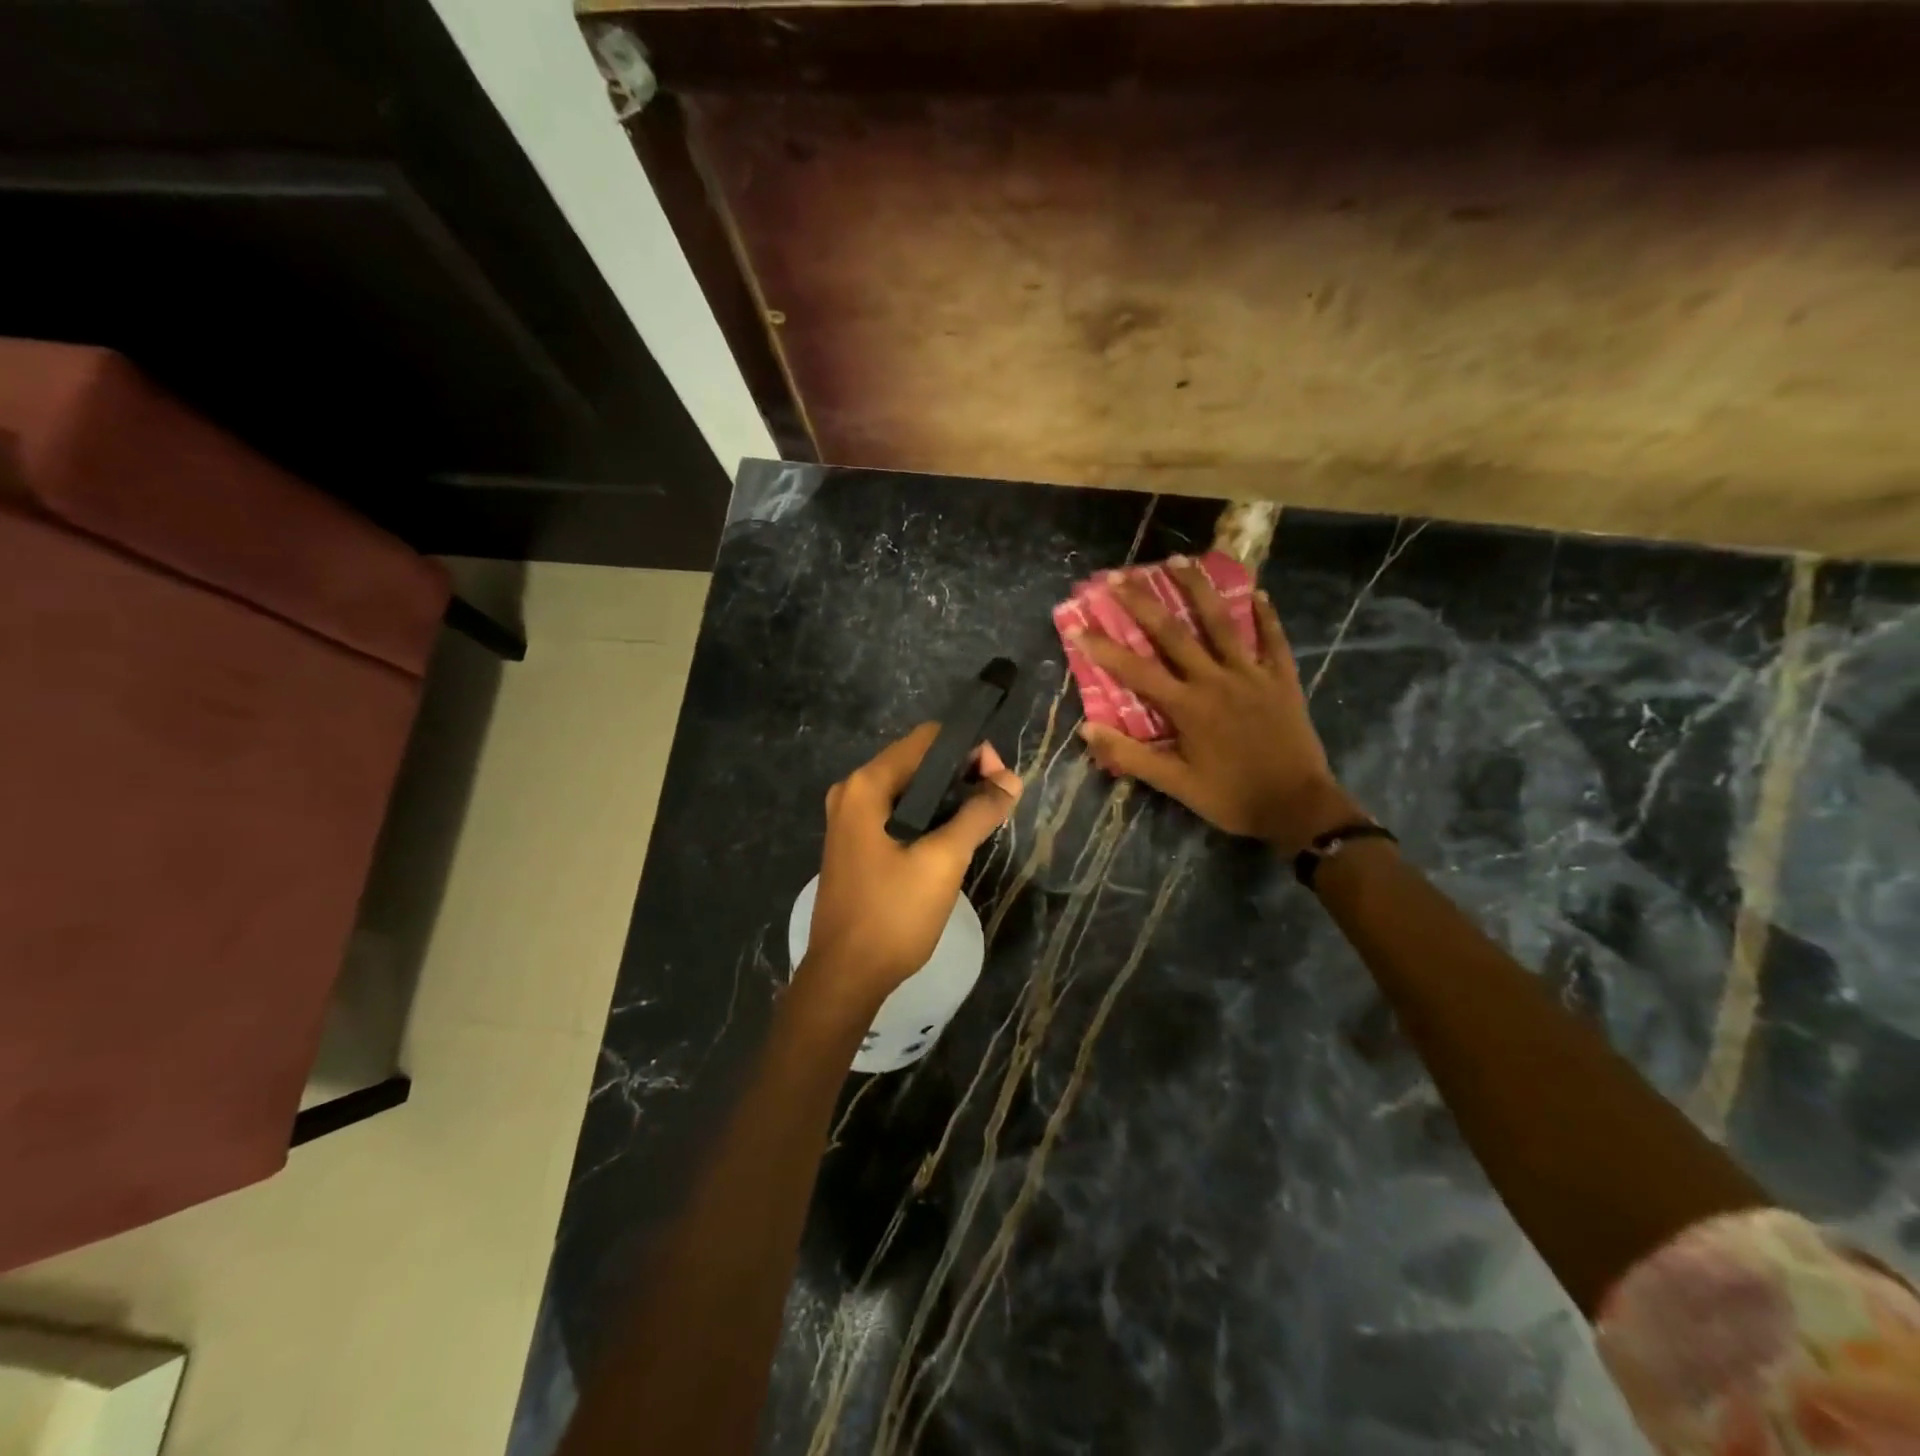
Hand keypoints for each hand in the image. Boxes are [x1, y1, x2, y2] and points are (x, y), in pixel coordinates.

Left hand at [800, 724, 1021, 1009]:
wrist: (846, 976)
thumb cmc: (893, 914)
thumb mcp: (943, 861)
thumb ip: (978, 814)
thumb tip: (1010, 781)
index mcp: (866, 785)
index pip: (927, 740)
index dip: (970, 750)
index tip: (1000, 781)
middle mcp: (852, 791)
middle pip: (917, 761)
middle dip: (961, 773)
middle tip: (998, 801)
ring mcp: (849, 818)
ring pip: (909, 788)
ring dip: (947, 796)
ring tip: (983, 818)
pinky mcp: (855, 842)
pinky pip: (897, 812)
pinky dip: (928, 815)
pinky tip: (953, 836)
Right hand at [1070, 558, 1358, 851]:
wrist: (1298, 807)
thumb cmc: (1231, 797)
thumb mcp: (1175, 784)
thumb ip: (1131, 756)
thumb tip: (1087, 730)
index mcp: (1187, 706)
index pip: (1135, 670)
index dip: (1103, 647)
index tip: (1077, 626)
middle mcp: (1216, 679)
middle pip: (1173, 632)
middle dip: (1142, 602)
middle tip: (1119, 575)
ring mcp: (1252, 674)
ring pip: (1221, 622)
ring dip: (1197, 589)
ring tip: (1178, 559)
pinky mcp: (1282, 679)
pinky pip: (1273, 640)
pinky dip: (1265, 616)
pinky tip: (1257, 593)